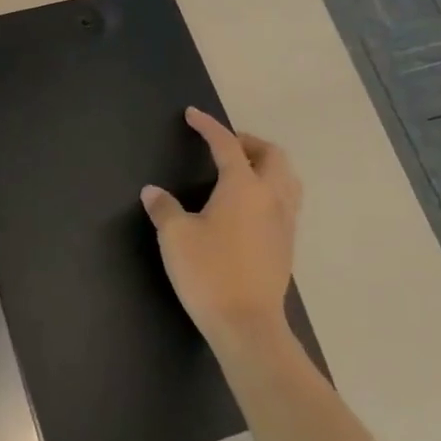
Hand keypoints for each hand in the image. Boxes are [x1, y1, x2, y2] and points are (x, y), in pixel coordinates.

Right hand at [140, 107, 303, 354]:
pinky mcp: (287, 245)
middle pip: (272, 155)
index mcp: (243, 188)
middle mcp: (271, 198)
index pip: (226, 145)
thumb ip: (164, 208)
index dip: (209, 127)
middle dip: (249, 142)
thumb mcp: (175, 236)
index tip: (193, 115)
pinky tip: (249, 206)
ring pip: (287, 178)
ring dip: (266, 165)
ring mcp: (284, 222)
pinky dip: (271, 189)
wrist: (247, 324)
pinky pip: (287, 201)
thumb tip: (153, 191)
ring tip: (242, 171)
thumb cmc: (208, 272)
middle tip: (224, 146)